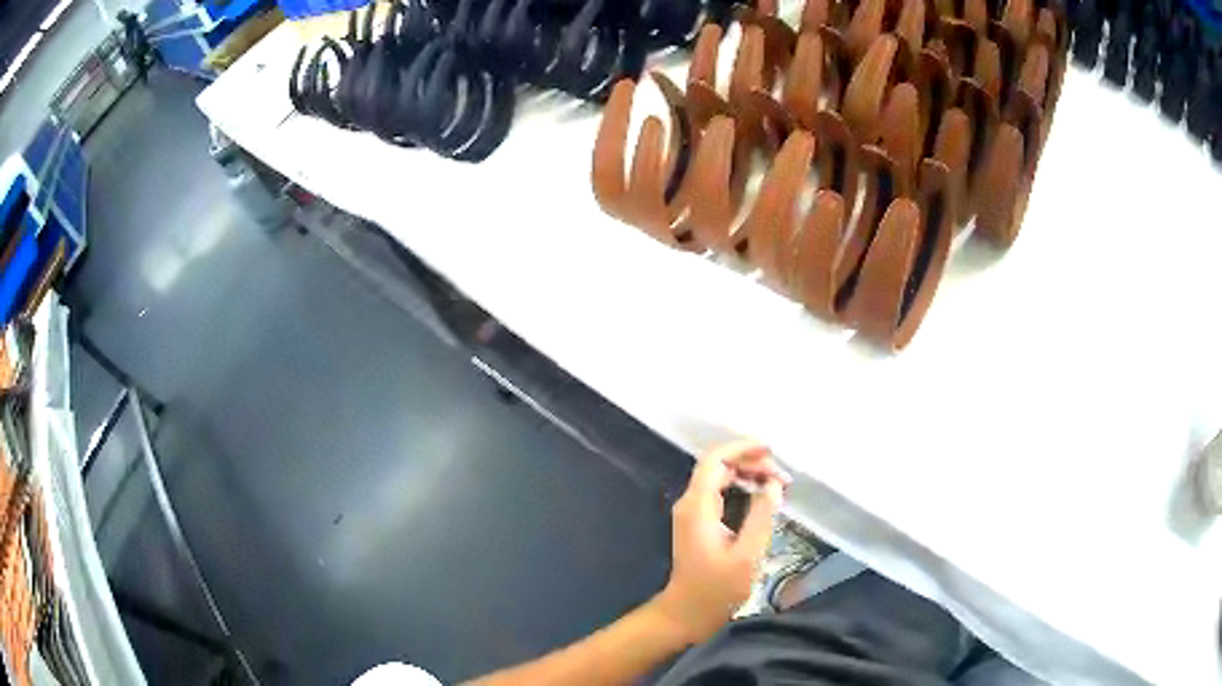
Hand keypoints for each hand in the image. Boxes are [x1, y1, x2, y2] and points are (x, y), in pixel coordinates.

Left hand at [653, 440, 789, 643]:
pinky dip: (742, 488)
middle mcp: (690, 503)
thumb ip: (761, 515)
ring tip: (778, 485)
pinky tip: (762, 497)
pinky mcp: (698, 523)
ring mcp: (692, 513)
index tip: (771, 450)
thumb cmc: (717, 589)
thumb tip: (772, 484)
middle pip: (719, 466)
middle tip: (783, 478)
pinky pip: (720, 493)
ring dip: (748, 475)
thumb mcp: (747, 554)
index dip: (742, 448)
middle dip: (752, 463)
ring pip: (720, 479)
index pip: (716, 460)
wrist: (687, 613)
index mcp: (698, 506)